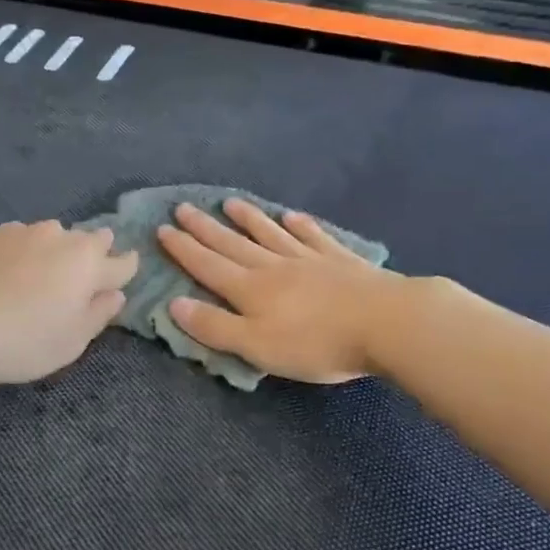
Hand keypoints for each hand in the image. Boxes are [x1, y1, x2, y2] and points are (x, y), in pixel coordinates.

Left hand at [0, 220, 137, 385]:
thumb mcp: (72, 341)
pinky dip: (23, 251)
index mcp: (89, 263)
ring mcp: (23, 232)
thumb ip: (98, 314)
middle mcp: (61, 238)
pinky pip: (20, 239)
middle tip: (84, 276)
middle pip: (90, 240)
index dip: (126, 270)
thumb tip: (115, 294)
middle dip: (94, 254)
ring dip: (57, 250)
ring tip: (43, 274)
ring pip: (53, 235)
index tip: (124, 275)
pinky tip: (9, 271)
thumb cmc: (25, 341)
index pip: (122, 262)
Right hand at [156, 200, 400, 383]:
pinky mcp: (340, 260)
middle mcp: (274, 267)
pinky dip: (299, 226)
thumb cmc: (316, 343)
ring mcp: (309, 259)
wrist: (386, 322)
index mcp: (250, 290)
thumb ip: (215, 327)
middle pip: (233, 244)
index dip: (184, 249)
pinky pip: (313, 237)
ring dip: (247, 219)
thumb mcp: (256, 346)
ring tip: (230, 202)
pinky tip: (292, 216)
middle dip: (205, 227)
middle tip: (183, 207)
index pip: (208, 265)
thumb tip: (174, 304)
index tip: (163, 228)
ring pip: (270, 234)